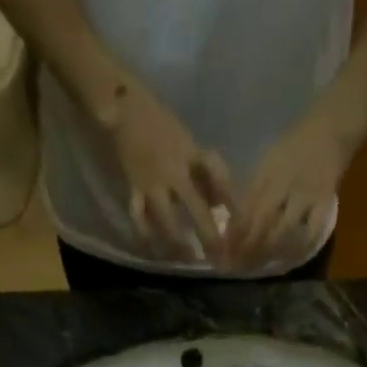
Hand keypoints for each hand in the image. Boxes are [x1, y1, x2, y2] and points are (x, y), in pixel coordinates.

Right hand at [104, 79, 232, 263]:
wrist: (122, 105)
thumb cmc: (159, 122)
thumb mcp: (187, 141)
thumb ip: (203, 171)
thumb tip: (220, 203)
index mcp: (190, 153)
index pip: (218, 177)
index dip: (232, 201)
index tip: (244, 223)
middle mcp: (173, 170)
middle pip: (194, 207)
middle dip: (207, 234)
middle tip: (218, 257)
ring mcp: (151, 181)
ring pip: (166, 221)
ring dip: (177, 244)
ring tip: (187, 260)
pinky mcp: (132, 188)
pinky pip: (139, 218)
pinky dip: (146, 235)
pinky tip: (154, 249)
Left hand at [230, 108, 350, 270]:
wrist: (332, 124)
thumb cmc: (297, 142)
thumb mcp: (270, 159)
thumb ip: (255, 187)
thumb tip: (237, 221)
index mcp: (267, 172)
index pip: (246, 207)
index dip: (234, 232)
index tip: (225, 251)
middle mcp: (283, 184)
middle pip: (260, 221)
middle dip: (247, 247)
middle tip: (238, 267)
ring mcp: (304, 194)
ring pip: (282, 230)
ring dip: (268, 251)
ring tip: (260, 266)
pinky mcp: (324, 202)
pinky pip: (310, 231)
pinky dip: (299, 248)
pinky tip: (289, 259)